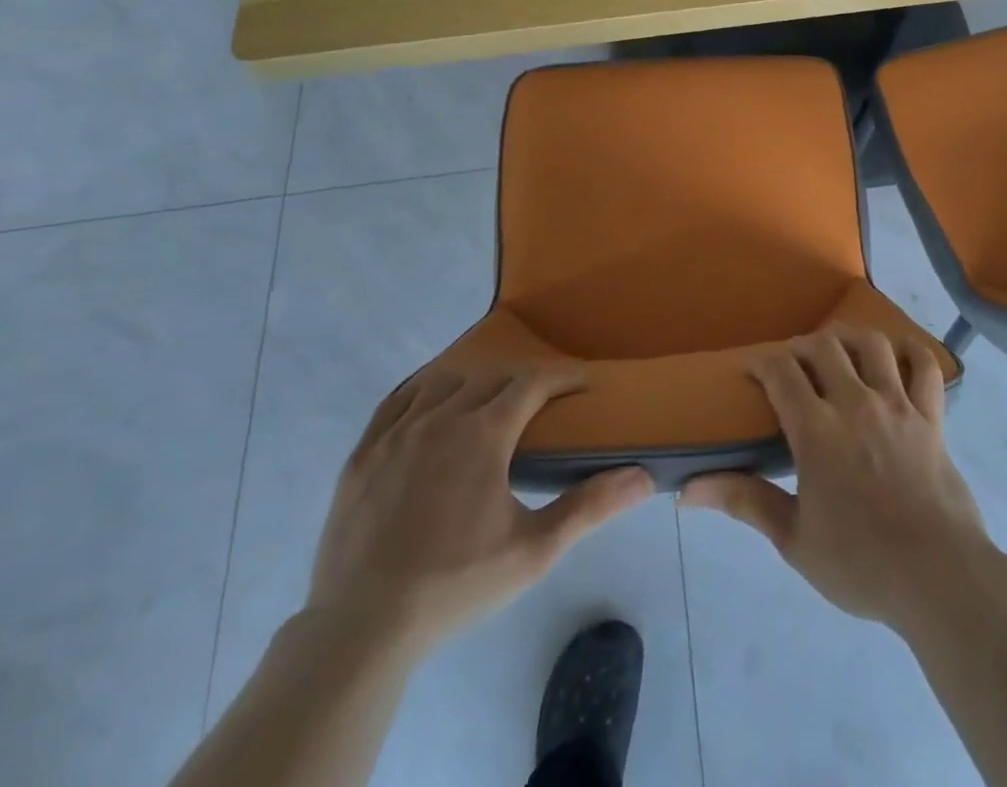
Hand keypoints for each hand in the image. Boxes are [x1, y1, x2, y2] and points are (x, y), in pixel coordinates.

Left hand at [305, 364, 652, 659]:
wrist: (362, 628)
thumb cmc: (456, 584)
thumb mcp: (533, 551)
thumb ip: (589, 507)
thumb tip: (643, 478)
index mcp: (484, 432)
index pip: (532, 383)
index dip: (562, 378)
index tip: (583, 384)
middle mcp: (441, 417)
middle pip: (491, 378)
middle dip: (522, 382)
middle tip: (542, 402)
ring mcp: (396, 432)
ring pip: (444, 382)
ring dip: (474, 383)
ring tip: (488, 403)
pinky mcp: (363, 452)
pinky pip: (397, 400)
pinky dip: (423, 392)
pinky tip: (431, 406)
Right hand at [680, 329, 998, 634]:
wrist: (938, 577)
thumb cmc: (860, 563)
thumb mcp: (794, 539)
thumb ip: (744, 502)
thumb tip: (686, 491)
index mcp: (817, 430)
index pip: (782, 372)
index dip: (763, 362)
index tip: (753, 369)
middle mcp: (855, 403)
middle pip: (825, 346)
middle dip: (802, 347)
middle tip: (794, 364)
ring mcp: (898, 405)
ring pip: (872, 345)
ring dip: (850, 338)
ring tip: (839, 349)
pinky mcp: (932, 416)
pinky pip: (925, 367)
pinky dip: (910, 352)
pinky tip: (898, 356)